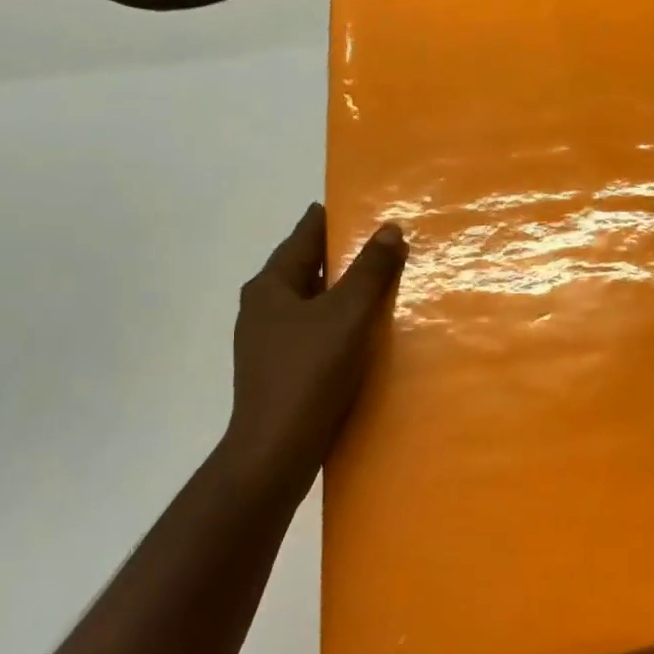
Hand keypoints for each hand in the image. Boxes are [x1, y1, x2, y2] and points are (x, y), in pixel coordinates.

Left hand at [217, 202, 405, 490]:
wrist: (277, 449)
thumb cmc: (309, 373)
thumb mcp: (346, 316)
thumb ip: (370, 272)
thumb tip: (389, 229)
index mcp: (270, 286)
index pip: (303, 236)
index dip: (331, 218)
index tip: (361, 205)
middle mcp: (264, 308)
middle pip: (307, 268)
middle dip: (343, 256)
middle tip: (384, 244)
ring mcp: (270, 341)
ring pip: (313, 302)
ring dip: (343, 291)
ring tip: (382, 284)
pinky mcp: (282, 369)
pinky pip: (315, 330)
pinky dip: (339, 321)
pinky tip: (364, 332)